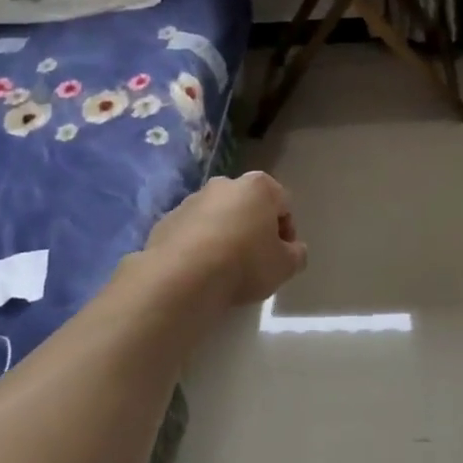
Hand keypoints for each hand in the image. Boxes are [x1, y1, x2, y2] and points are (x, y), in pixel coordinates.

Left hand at [141, 171, 307, 306]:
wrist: (181, 277)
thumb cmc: (244, 264)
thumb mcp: (285, 266)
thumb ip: (296, 254)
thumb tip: (292, 250)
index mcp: (258, 187)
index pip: (283, 204)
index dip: (287, 232)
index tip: (282, 256)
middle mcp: (224, 184)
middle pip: (248, 206)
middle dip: (254, 229)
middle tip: (256, 261)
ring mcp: (191, 200)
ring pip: (217, 217)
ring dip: (225, 236)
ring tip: (225, 269)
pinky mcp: (165, 221)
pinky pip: (191, 232)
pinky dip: (198, 246)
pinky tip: (200, 271)